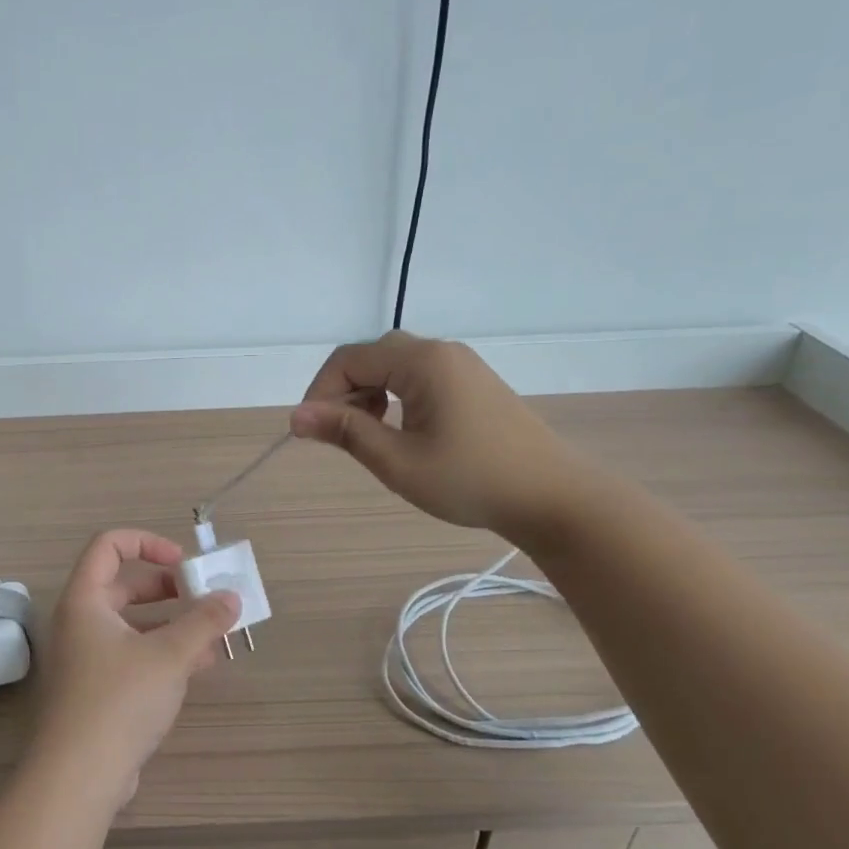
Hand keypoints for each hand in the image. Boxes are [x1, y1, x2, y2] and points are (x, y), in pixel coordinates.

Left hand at [27, 529, 240, 809]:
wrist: (79, 776)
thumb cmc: (119, 699)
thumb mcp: (169, 655)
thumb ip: (203, 621)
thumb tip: (232, 597)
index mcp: (85, 600)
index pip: (109, 546)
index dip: (147, 543)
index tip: (182, 562)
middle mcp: (81, 622)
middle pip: (124, 585)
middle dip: (168, 588)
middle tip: (203, 597)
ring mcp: (87, 658)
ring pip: (133, 624)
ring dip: (172, 624)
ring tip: (212, 634)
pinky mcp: (97, 689)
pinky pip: (133, 655)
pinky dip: (163, 653)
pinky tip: (198, 666)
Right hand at [290, 331, 593, 548]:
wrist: (553, 497)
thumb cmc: (471, 480)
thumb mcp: (398, 461)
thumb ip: (345, 432)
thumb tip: (296, 415)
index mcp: (422, 361)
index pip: (349, 359)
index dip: (320, 392)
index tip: (310, 432)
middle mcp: (441, 351)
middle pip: (371, 356)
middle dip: (344, 392)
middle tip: (339, 436)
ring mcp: (461, 365)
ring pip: (394, 366)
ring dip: (369, 395)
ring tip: (370, 437)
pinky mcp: (473, 383)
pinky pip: (418, 377)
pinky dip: (395, 397)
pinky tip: (402, 431)